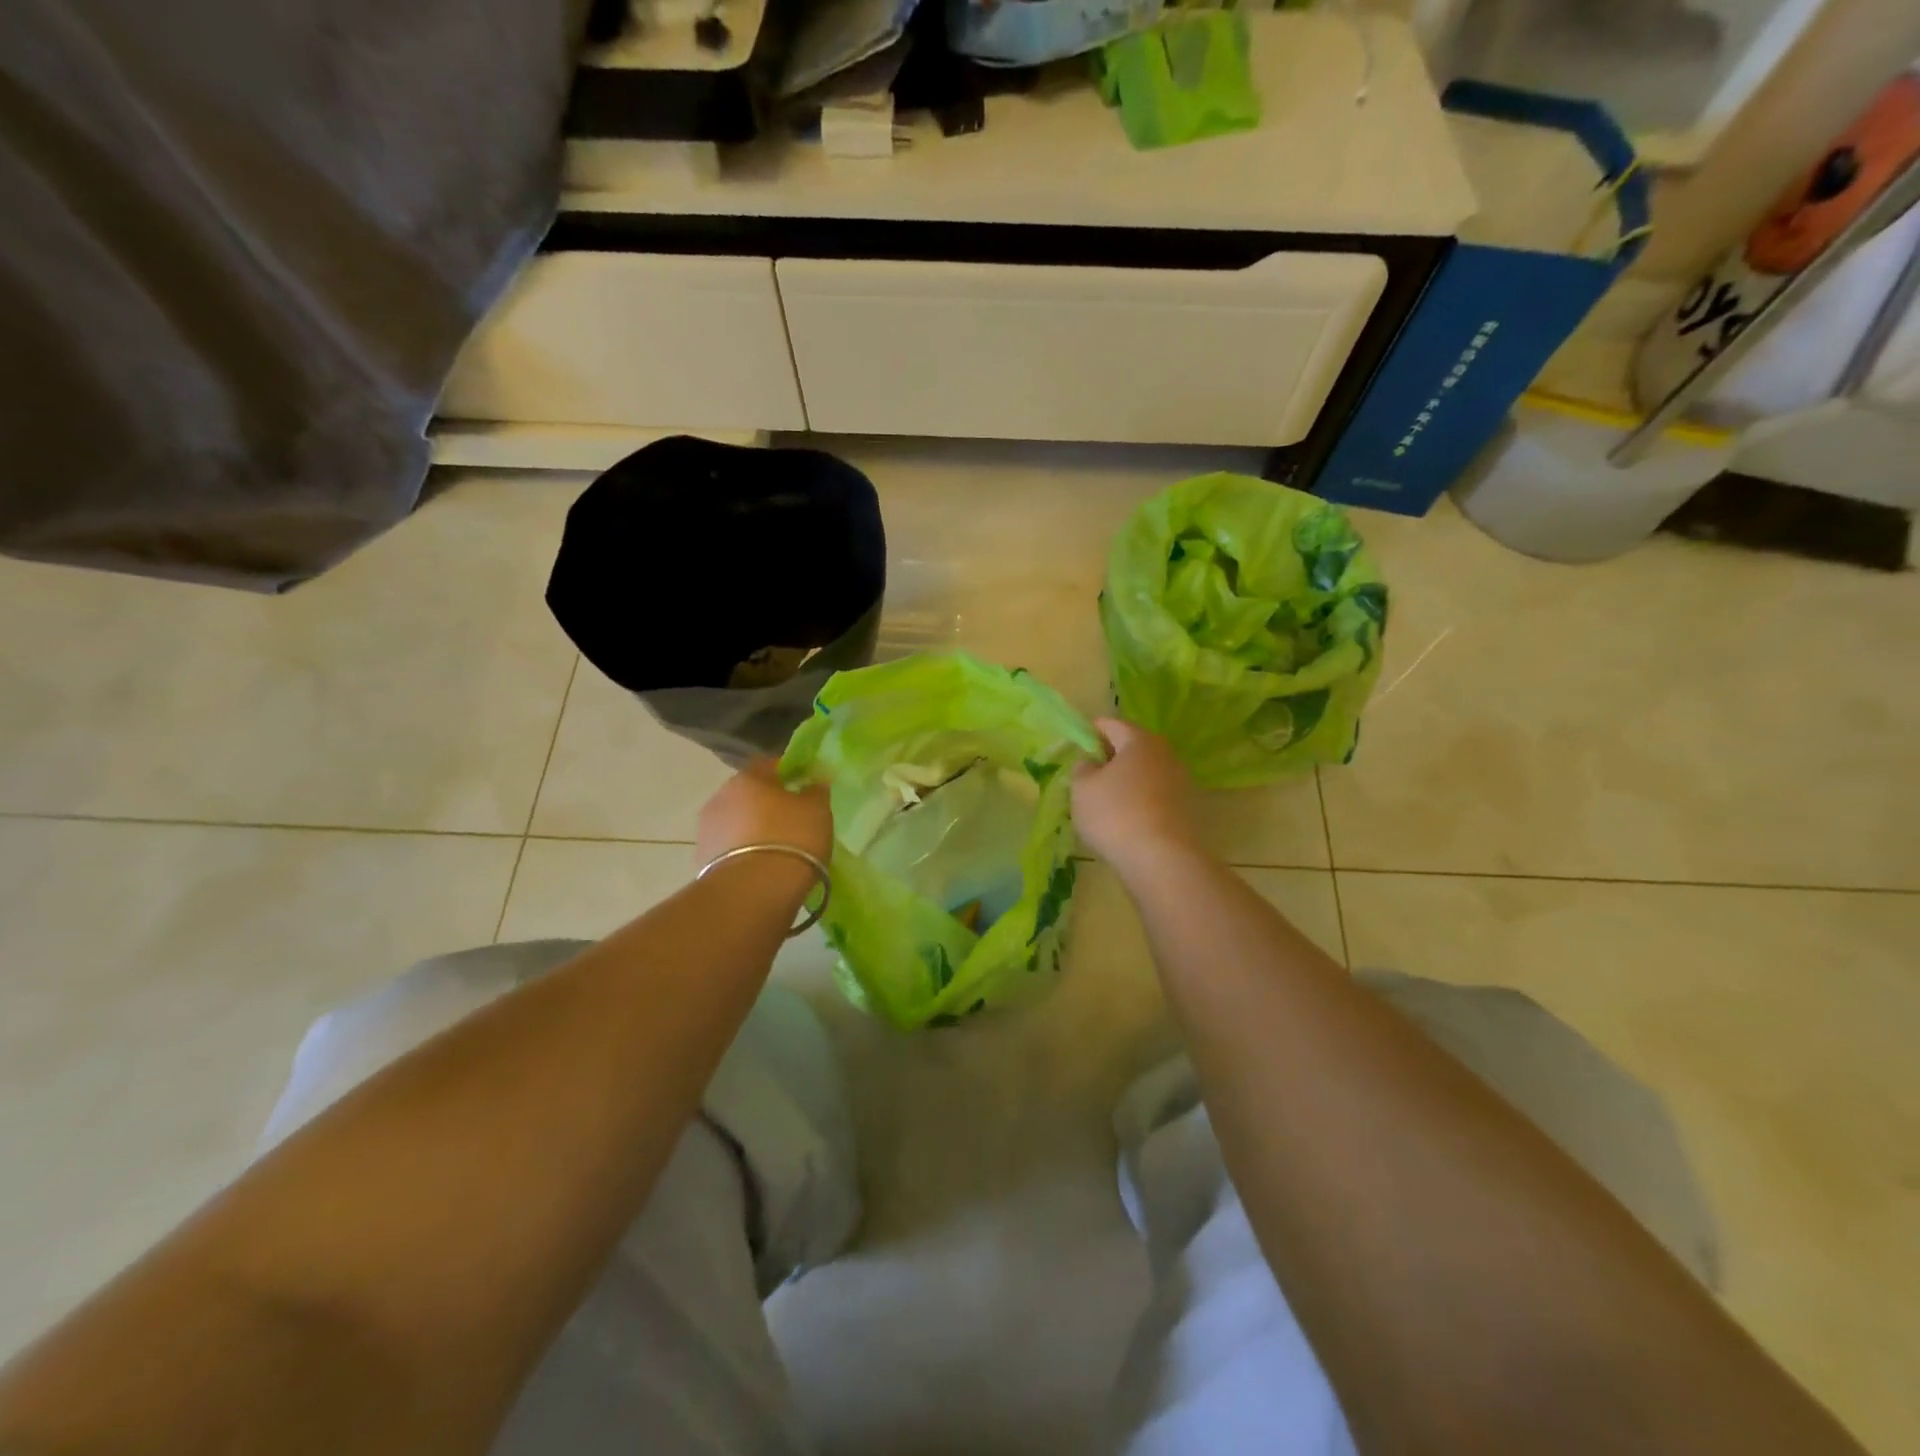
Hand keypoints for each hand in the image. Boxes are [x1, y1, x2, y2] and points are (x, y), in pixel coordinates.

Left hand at [696, 759, 833, 868]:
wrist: (754, 891)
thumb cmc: (791, 838)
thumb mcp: (817, 810)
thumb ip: (816, 790)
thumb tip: (813, 781)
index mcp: (748, 777)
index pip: (770, 764)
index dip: (789, 772)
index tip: (805, 786)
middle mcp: (721, 796)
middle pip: (749, 793)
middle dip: (768, 803)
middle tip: (793, 819)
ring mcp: (707, 829)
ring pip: (737, 821)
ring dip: (753, 828)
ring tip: (777, 848)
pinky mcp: (702, 860)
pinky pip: (730, 848)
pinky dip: (744, 852)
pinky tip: (762, 866)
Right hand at [1071, 718, 1203, 877]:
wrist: (1161, 859)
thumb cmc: (1115, 814)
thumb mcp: (1082, 788)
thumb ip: (1082, 768)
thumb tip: (1091, 763)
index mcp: (1140, 740)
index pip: (1111, 724)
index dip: (1090, 732)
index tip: (1076, 747)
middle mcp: (1165, 754)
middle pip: (1132, 747)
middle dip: (1110, 757)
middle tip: (1088, 775)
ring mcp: (1180, 781)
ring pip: (1145, 772)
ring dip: (1126, 781)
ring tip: (1105, 801)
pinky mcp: (1186, 808)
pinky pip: (1155, 794)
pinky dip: (1139, 800)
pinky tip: (1125, 819)